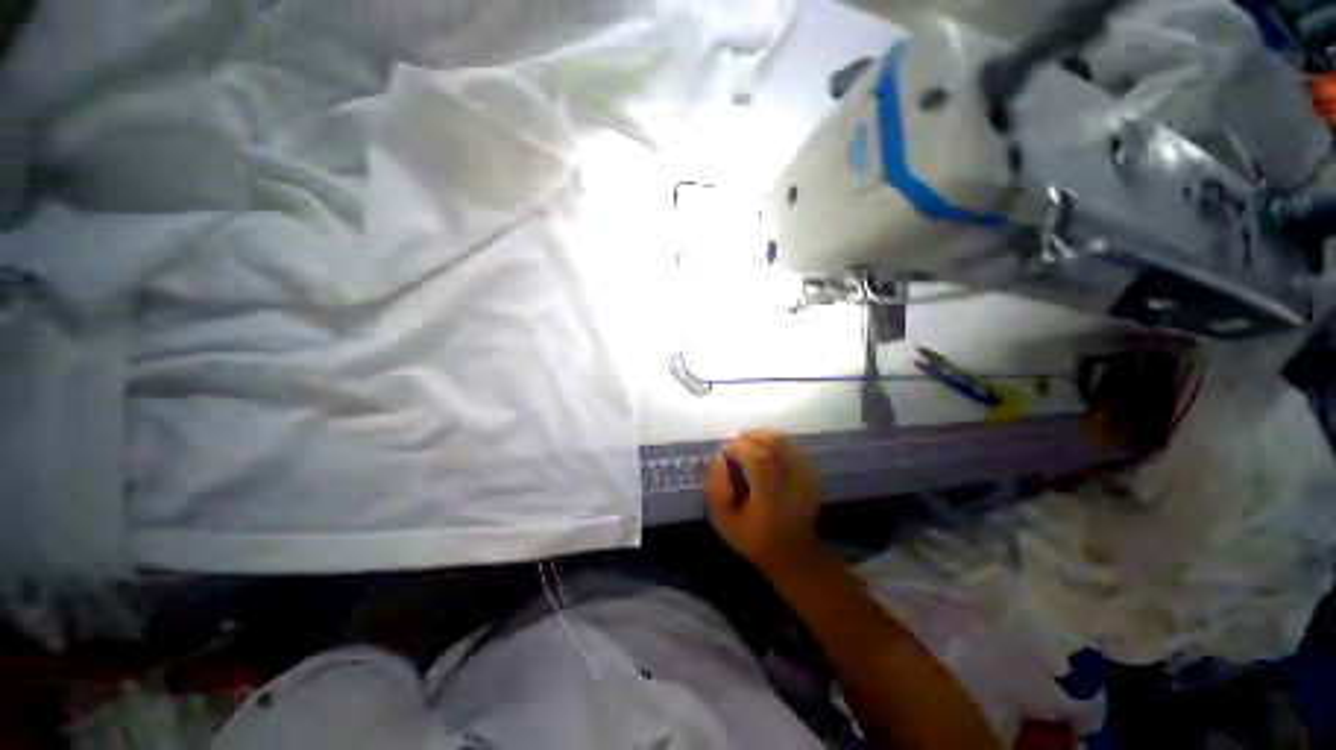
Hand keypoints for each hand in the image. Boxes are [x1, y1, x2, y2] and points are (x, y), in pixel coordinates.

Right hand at [701, 430, 819, 576]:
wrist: (792, 555)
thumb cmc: (753, 539)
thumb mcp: (723, 521)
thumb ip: (715, 488)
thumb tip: (717, 457)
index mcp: (770, 495)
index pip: (757, 456)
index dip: (737, 447)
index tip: (723, 453)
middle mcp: (792, 481)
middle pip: (774, 442)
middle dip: (749, 437)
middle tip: (734, 448)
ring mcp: (805, 476)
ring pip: (783, 441)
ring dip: (761, 438)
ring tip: (747, 450)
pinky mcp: (810, 474)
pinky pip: (790, 447)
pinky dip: (773, 444)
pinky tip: (763, 455)